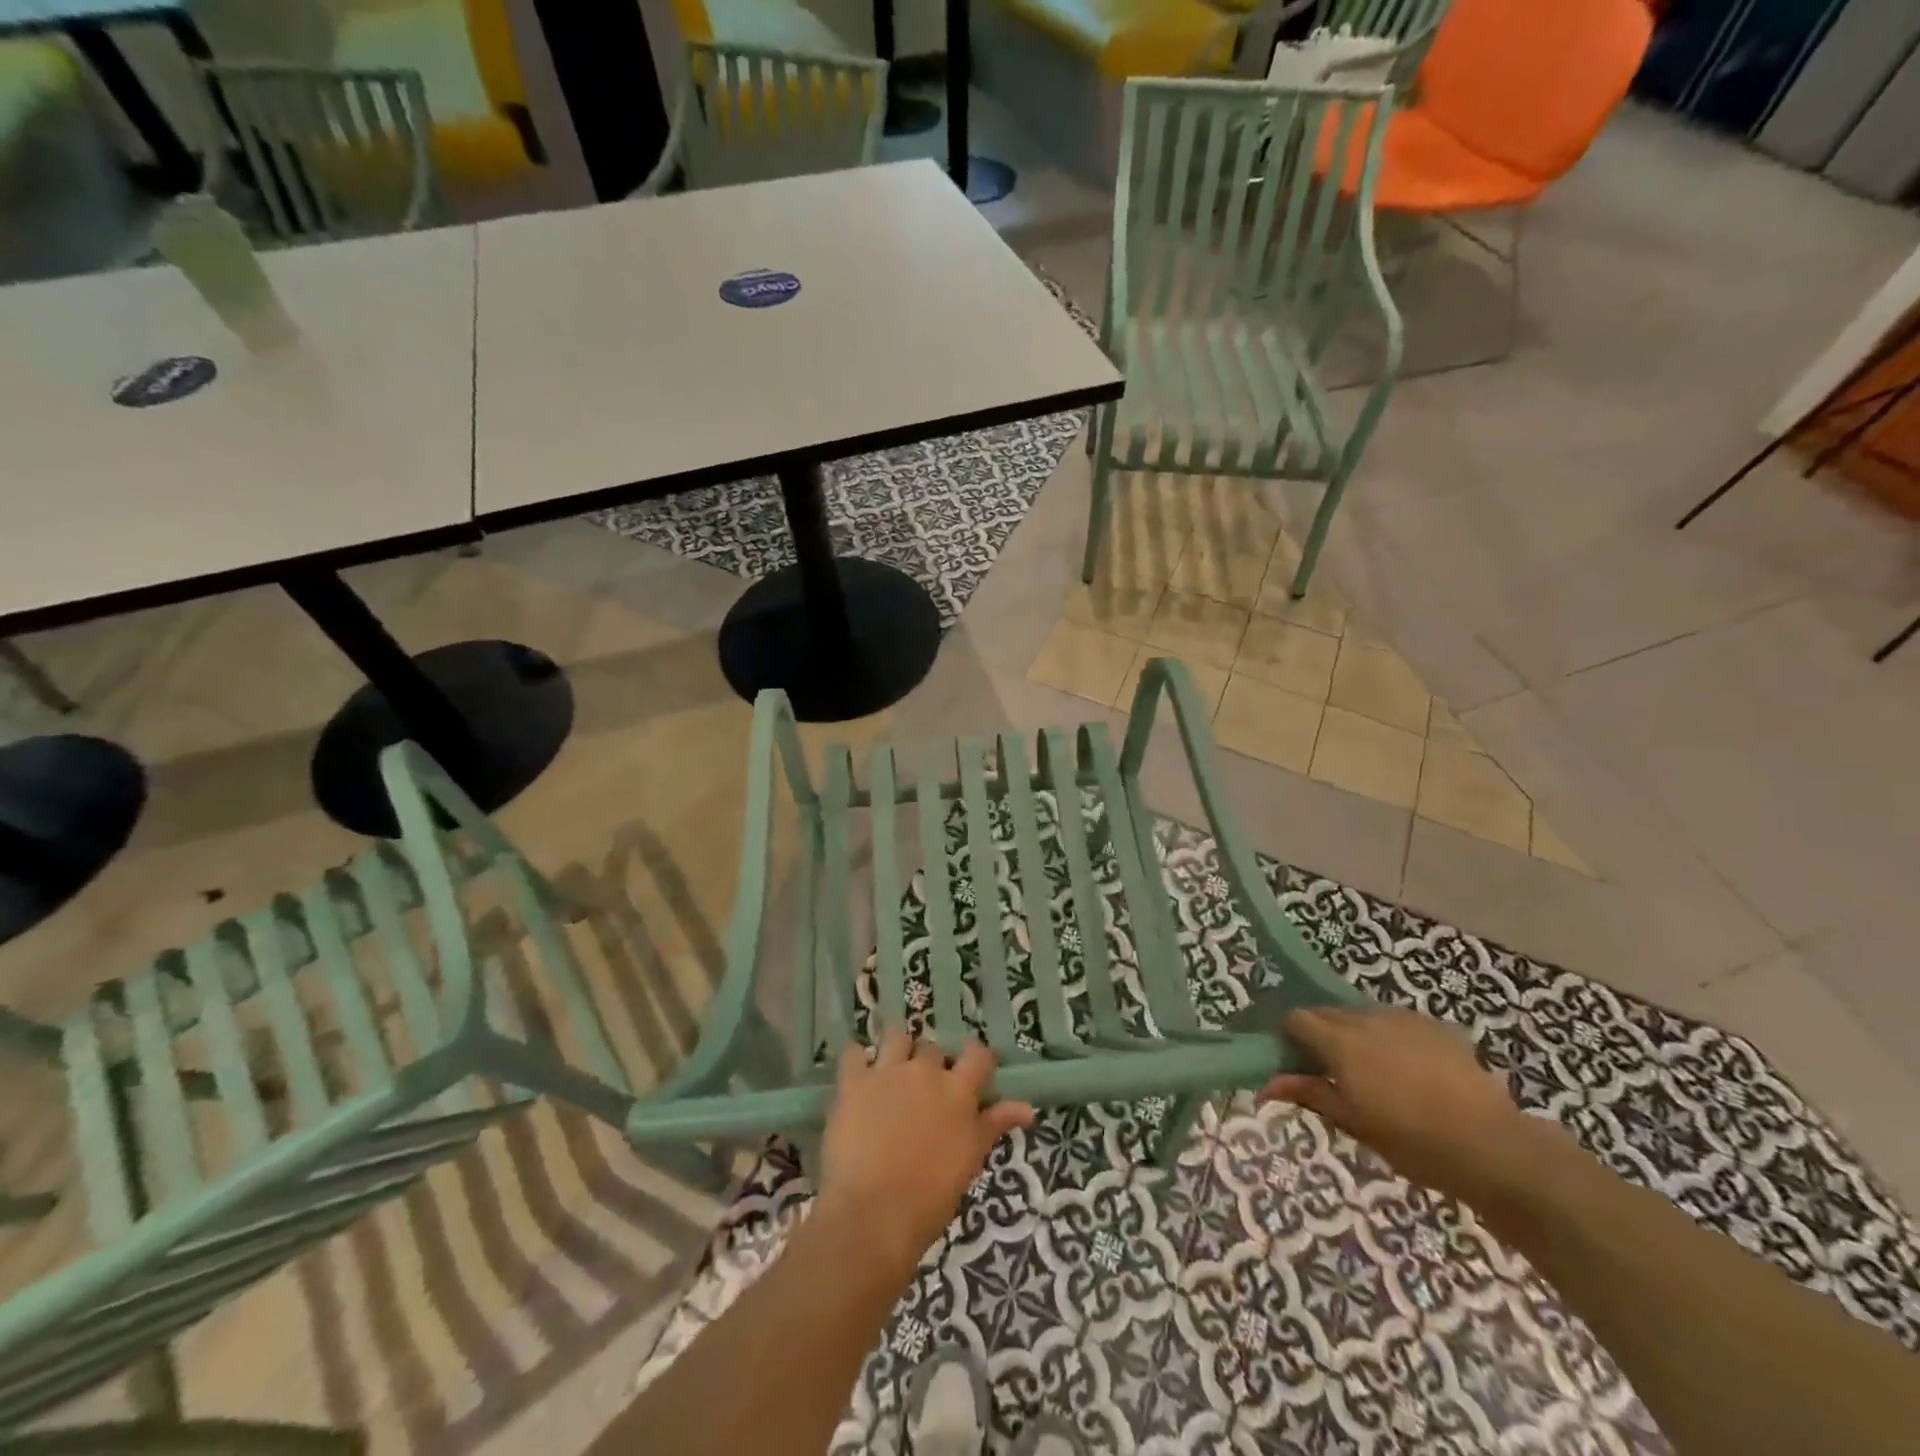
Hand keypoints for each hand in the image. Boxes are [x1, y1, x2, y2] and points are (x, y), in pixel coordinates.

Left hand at [815, 1029, 1033, 1276]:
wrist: (873, 1214)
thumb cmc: (929, 1198)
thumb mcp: (969, 1160)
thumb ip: (993, 1125)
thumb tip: (1027, 1108)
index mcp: (958, 1092)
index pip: (978, 1055)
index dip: (975, 1058)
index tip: (970, 1072)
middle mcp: (925, 1072)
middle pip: (933, 1049)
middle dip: (930, 1063)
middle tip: (924, 1089)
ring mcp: (888, 1072)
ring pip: (896, 1036)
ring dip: (897, 1048)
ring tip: (892, 1070)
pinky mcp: (854, 1082)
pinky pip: (852, 1052)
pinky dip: (855, 1057)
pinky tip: (856, 1071)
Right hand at [1260, 1005, 1543, 1205]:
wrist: (1491, 1145)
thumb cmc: (1411, 1140)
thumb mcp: (1353, 1122)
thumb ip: (1309, 1094)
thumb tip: (1264, 1086)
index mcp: (1340, 1041)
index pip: (1297, 1019)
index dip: (1290, 1036)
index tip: (1295, 1061)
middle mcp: (1366, 1018)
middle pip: (1328, 1013)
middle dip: (1321, 1034)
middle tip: (1329, 1070)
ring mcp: (1404, 1019)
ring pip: (1363, 1015)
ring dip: (1356, 1033)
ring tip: (1372, 1070)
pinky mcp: (1436, 1026)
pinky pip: (1398, 1022)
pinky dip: (1390, 1037)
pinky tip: (1408, 1068)